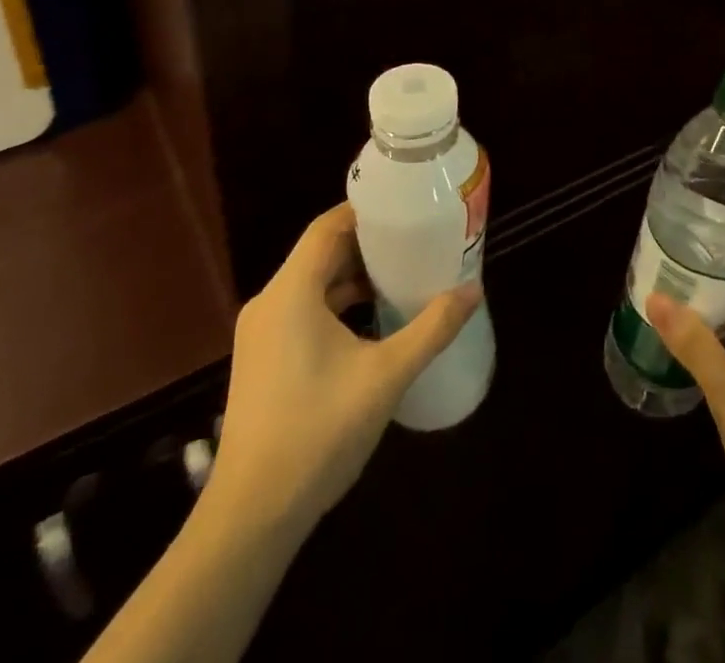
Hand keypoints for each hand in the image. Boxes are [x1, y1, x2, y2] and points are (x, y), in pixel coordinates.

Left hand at [210, 203, 480, 529]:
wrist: (251, 517)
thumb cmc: (318, 433)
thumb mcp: (386, 375)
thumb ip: (432, 328)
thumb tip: (474, 289)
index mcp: (291, 292)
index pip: (328, 227)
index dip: (366, 211)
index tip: (406, 206)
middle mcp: (270, 303)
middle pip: (321, 252)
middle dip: (368, 243)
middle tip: (415, 238)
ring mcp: (262, 334)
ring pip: (312, 283)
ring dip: (354, 276)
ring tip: (402, 273)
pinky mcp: (263, 359)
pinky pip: (303, 310)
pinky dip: (337, 304)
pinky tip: (372, 320)